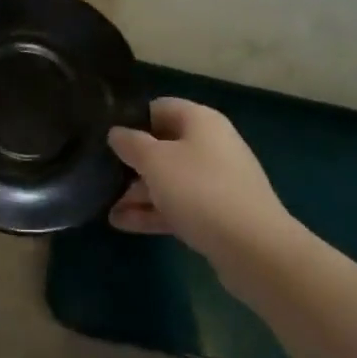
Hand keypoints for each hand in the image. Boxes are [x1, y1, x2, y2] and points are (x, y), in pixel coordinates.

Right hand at [108, 99, 292, 264]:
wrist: (255, 249)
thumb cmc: (200, 190)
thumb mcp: (155, 161)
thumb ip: (131, 143)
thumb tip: (116, 132)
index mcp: (201, 121)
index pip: (159, 108)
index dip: (131, 119)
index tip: (105, 137)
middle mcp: (211, 145)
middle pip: (164, 146)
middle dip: (132, 162)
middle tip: (101, 175)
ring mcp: (217, 181)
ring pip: (170, 180)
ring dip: (139, 192)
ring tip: (106, 206)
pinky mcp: (219, 214)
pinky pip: (179, 205)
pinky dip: (154, 212)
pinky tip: (123, 224)